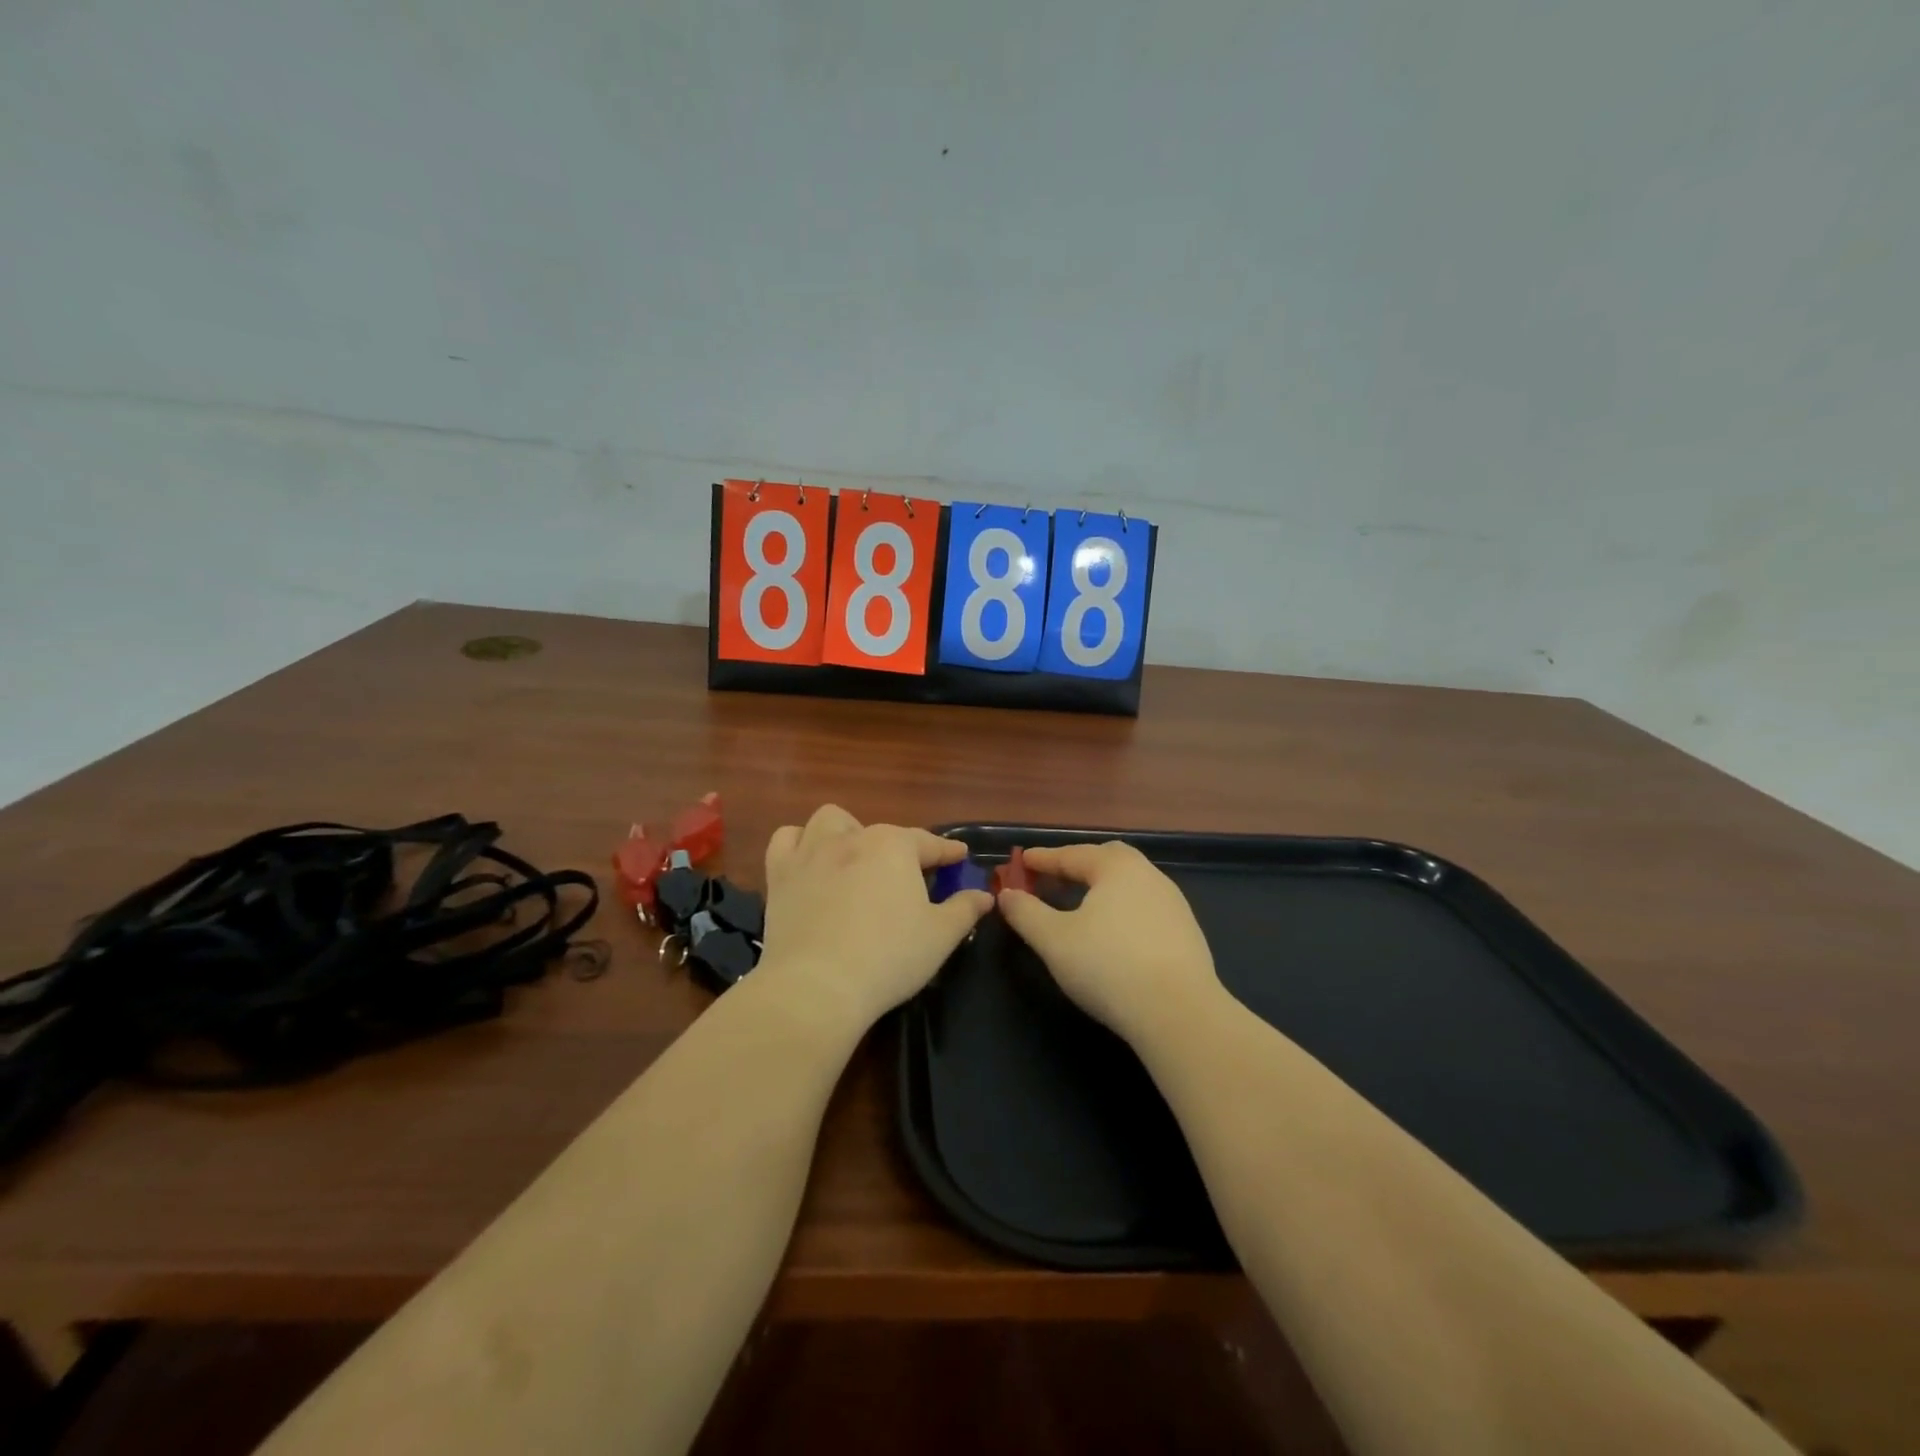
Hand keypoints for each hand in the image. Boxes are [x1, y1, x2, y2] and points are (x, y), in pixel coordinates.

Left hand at [756, 805, 992, 1036]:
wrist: (817, 986)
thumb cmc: (889, 957)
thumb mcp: (940, 936)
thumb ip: (964, 909)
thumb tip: (983, 895)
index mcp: (894, 846)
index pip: (928, 843)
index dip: (947, 852)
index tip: (959, 857)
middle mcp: (852, 838)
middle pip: (881, 832)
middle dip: (897, 849)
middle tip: (906, 880)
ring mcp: (811, 852)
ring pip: (830, 821)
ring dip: (847, 832)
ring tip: (855, 859)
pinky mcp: (780, 874)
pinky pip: (786, 839)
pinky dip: (799, 843)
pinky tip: (810, 862)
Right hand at [997, 841, 1220, 1043]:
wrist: (1179, 1013)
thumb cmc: (1108, 967)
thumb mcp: (1053, 940)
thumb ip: (1026, 913)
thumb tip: (1007, 894)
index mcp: (1116, 867)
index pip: (1072, 854)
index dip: (1043, 859)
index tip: (1022, 861)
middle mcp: (1149, 875)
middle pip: (1108, 859)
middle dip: (1078, 865)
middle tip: (1054, 878)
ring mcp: (1173, 904)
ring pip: (1130, 884)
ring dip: (1102, 888)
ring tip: (1081, 906)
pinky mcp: (1187, 933)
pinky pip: (1145, 908)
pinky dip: (1122, 910)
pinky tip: (1114, 934)